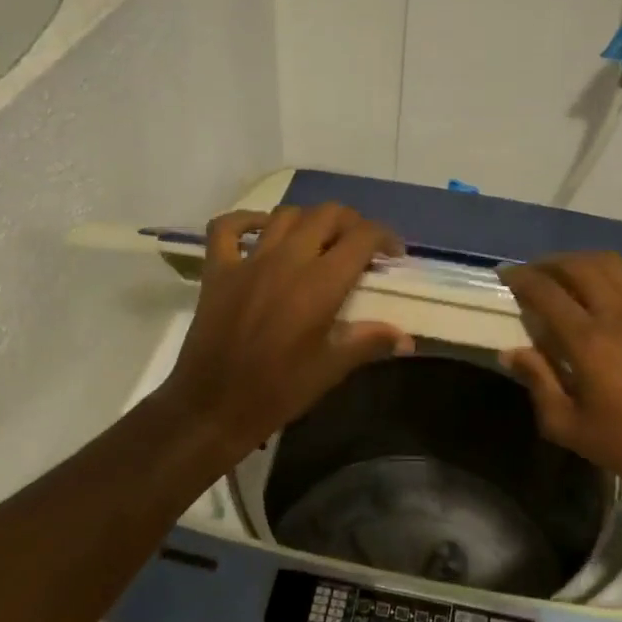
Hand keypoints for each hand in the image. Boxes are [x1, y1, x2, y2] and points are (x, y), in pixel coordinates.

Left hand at [157, 203, 413, 457]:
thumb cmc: (279, 391)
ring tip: (321, 242)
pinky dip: (248, 221)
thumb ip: (370, 342)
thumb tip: (407, 339)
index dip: (385, 237)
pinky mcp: (217, 271)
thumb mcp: (331, 369)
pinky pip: (228, 228)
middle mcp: (286, 261)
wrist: (213, 406)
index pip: (362, 237)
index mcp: (320, 285)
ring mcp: (248, 262)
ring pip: (285, 215)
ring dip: (310, 221)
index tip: (393, 255)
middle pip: (327, 215)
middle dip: (352, 224)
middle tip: (361, 247)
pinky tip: (263, 231)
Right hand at [500, 252, 621, 493]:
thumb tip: (511, 351)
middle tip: (534, 273)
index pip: (546, 293)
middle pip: (579, 266)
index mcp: (588, 342)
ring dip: (586, 261)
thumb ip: (538, 382)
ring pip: (615, 264)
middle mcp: (619, 315)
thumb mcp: (568, 426)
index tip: (506, 274)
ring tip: (572, 273)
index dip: (521, 278)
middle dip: (550, 263)